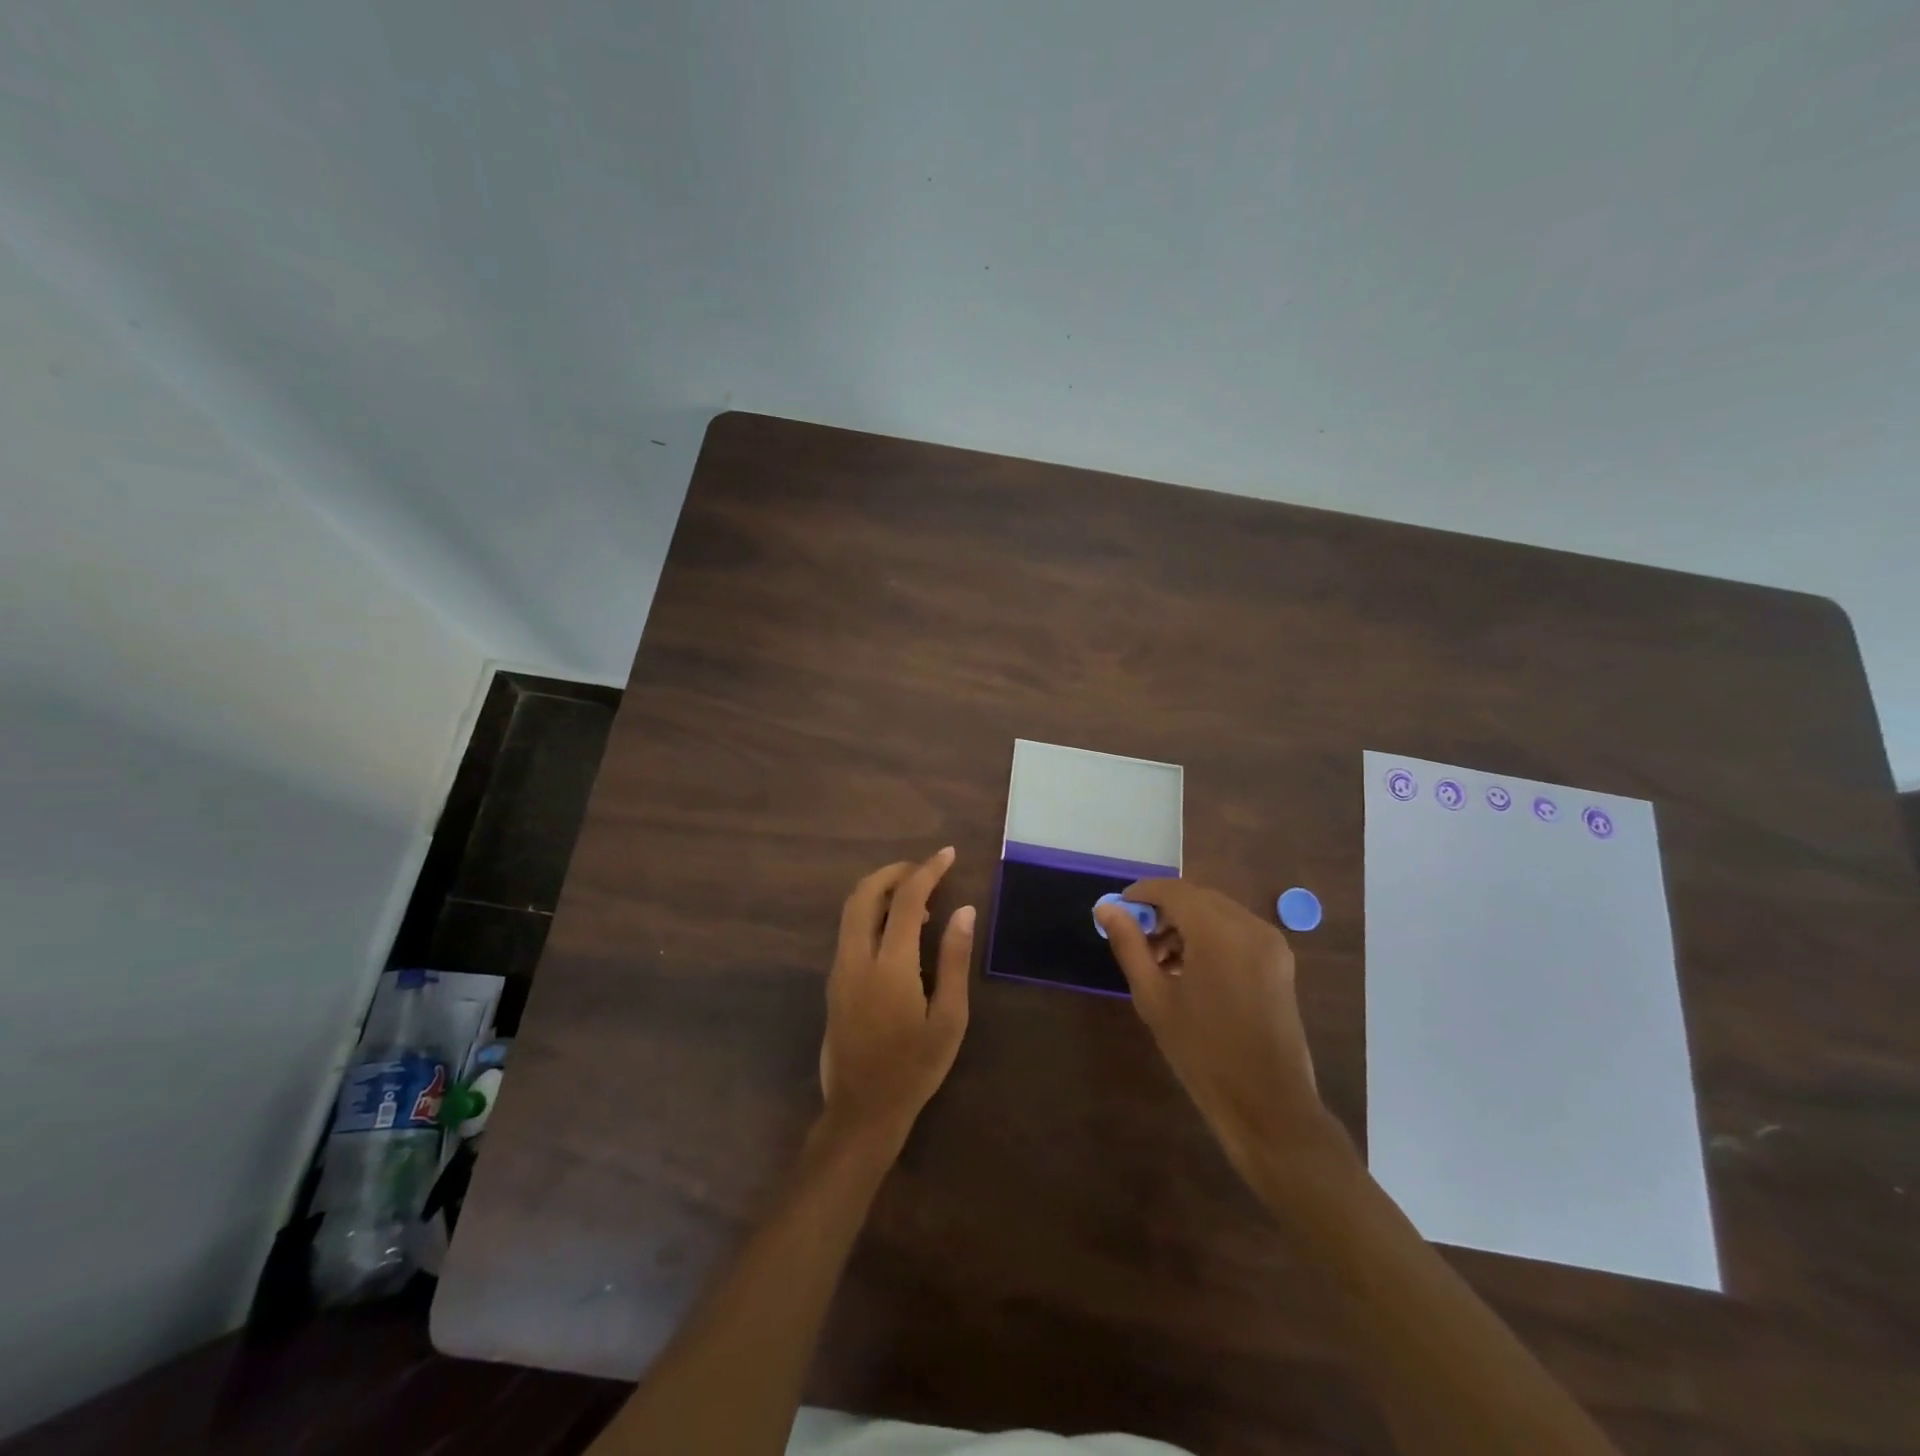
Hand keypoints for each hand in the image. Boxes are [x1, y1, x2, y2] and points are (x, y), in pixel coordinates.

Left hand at [820, 848, 973, 1144]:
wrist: (862, 1111)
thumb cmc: (914, 1068)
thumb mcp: (949, 1018)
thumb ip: (955, 960)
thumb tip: (965, 910)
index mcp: (889, 965)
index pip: (907, 899)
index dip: (928, 870)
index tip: (948, 855)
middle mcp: (856, 958)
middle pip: (865, 893)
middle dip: (895, 871)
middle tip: (926, 869)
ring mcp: (839, 969)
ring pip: (852, 909)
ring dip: (881, 890)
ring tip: (918, 897)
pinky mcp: (834, 982)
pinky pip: (849, 929)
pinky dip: (872, 912)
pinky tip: (899, 929)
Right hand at [1098, 880, 1323, 1178]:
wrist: (1268, 1106)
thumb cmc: (1203, 1053)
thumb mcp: (1154, 998)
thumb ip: (1129, 945)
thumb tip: (1105, 908)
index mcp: (1219, 932)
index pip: (1173, 890)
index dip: (1142, 894)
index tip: (1117, 912)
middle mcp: (1250, 926)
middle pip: (1197, 898)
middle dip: (1163, 912)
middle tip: (1136, 942)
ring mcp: (1270, 943)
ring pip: (1217, 913)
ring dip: (1186, 925)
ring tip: (1160, 962)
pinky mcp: (1279, 962)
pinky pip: (1236, 932)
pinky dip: (1209, 938)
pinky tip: (1190, 971)